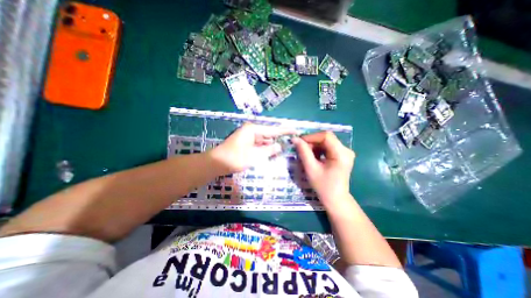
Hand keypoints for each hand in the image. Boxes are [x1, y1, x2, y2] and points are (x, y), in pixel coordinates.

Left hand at [211, 123, 293, 172]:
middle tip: (290, 143)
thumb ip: (269, 150)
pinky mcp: (245, 143)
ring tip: (283, 149)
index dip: (285, 131)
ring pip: (264, 140)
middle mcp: (251, 130)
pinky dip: (264, 149)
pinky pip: (259, 144)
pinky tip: (271, 152)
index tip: (295, 130)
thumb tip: (280, 146)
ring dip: (271, 145)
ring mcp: (247, 137)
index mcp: (253, 129)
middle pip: (268, 134)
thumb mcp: (255, 155)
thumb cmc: (235, 158)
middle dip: (278, 139)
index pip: (273, 130)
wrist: (216, 163)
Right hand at [292, 131, 352, 206]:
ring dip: (315, 146)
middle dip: (312, 142)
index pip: (326, 136)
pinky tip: (314, 157)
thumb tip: (295, 139)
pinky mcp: (342, 156)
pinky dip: (319, 150)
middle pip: (327, 138)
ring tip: (306, 154)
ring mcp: (345, 153)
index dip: (311, 137)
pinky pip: (328, 147)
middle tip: (301, 149)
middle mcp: (346, 150)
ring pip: (327, 142)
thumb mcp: (311, 168)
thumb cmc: (323, 186)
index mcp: (341, 153)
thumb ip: (303, 152)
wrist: (335, 199)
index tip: (299, 142)